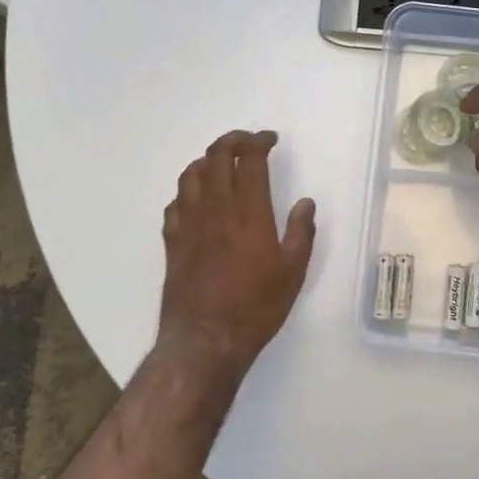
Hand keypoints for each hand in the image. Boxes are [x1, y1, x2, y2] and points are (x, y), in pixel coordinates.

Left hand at [158, 130, 315, 375]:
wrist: (205, 339)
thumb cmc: (256, 307)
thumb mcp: (292, 273)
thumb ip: (300, 233)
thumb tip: (305, 203)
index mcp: (248, 212)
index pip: (249, 159)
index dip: (259, 141)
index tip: (270, 140)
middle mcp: (215, 208)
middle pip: (216, 157)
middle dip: (232, 141)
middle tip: (248, 143)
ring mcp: (189, 223)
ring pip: (190, 175)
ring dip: (207, 161)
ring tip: (221, 164)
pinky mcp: (172, 241)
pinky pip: (175, 202)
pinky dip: (187, 191)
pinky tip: (196, 200)